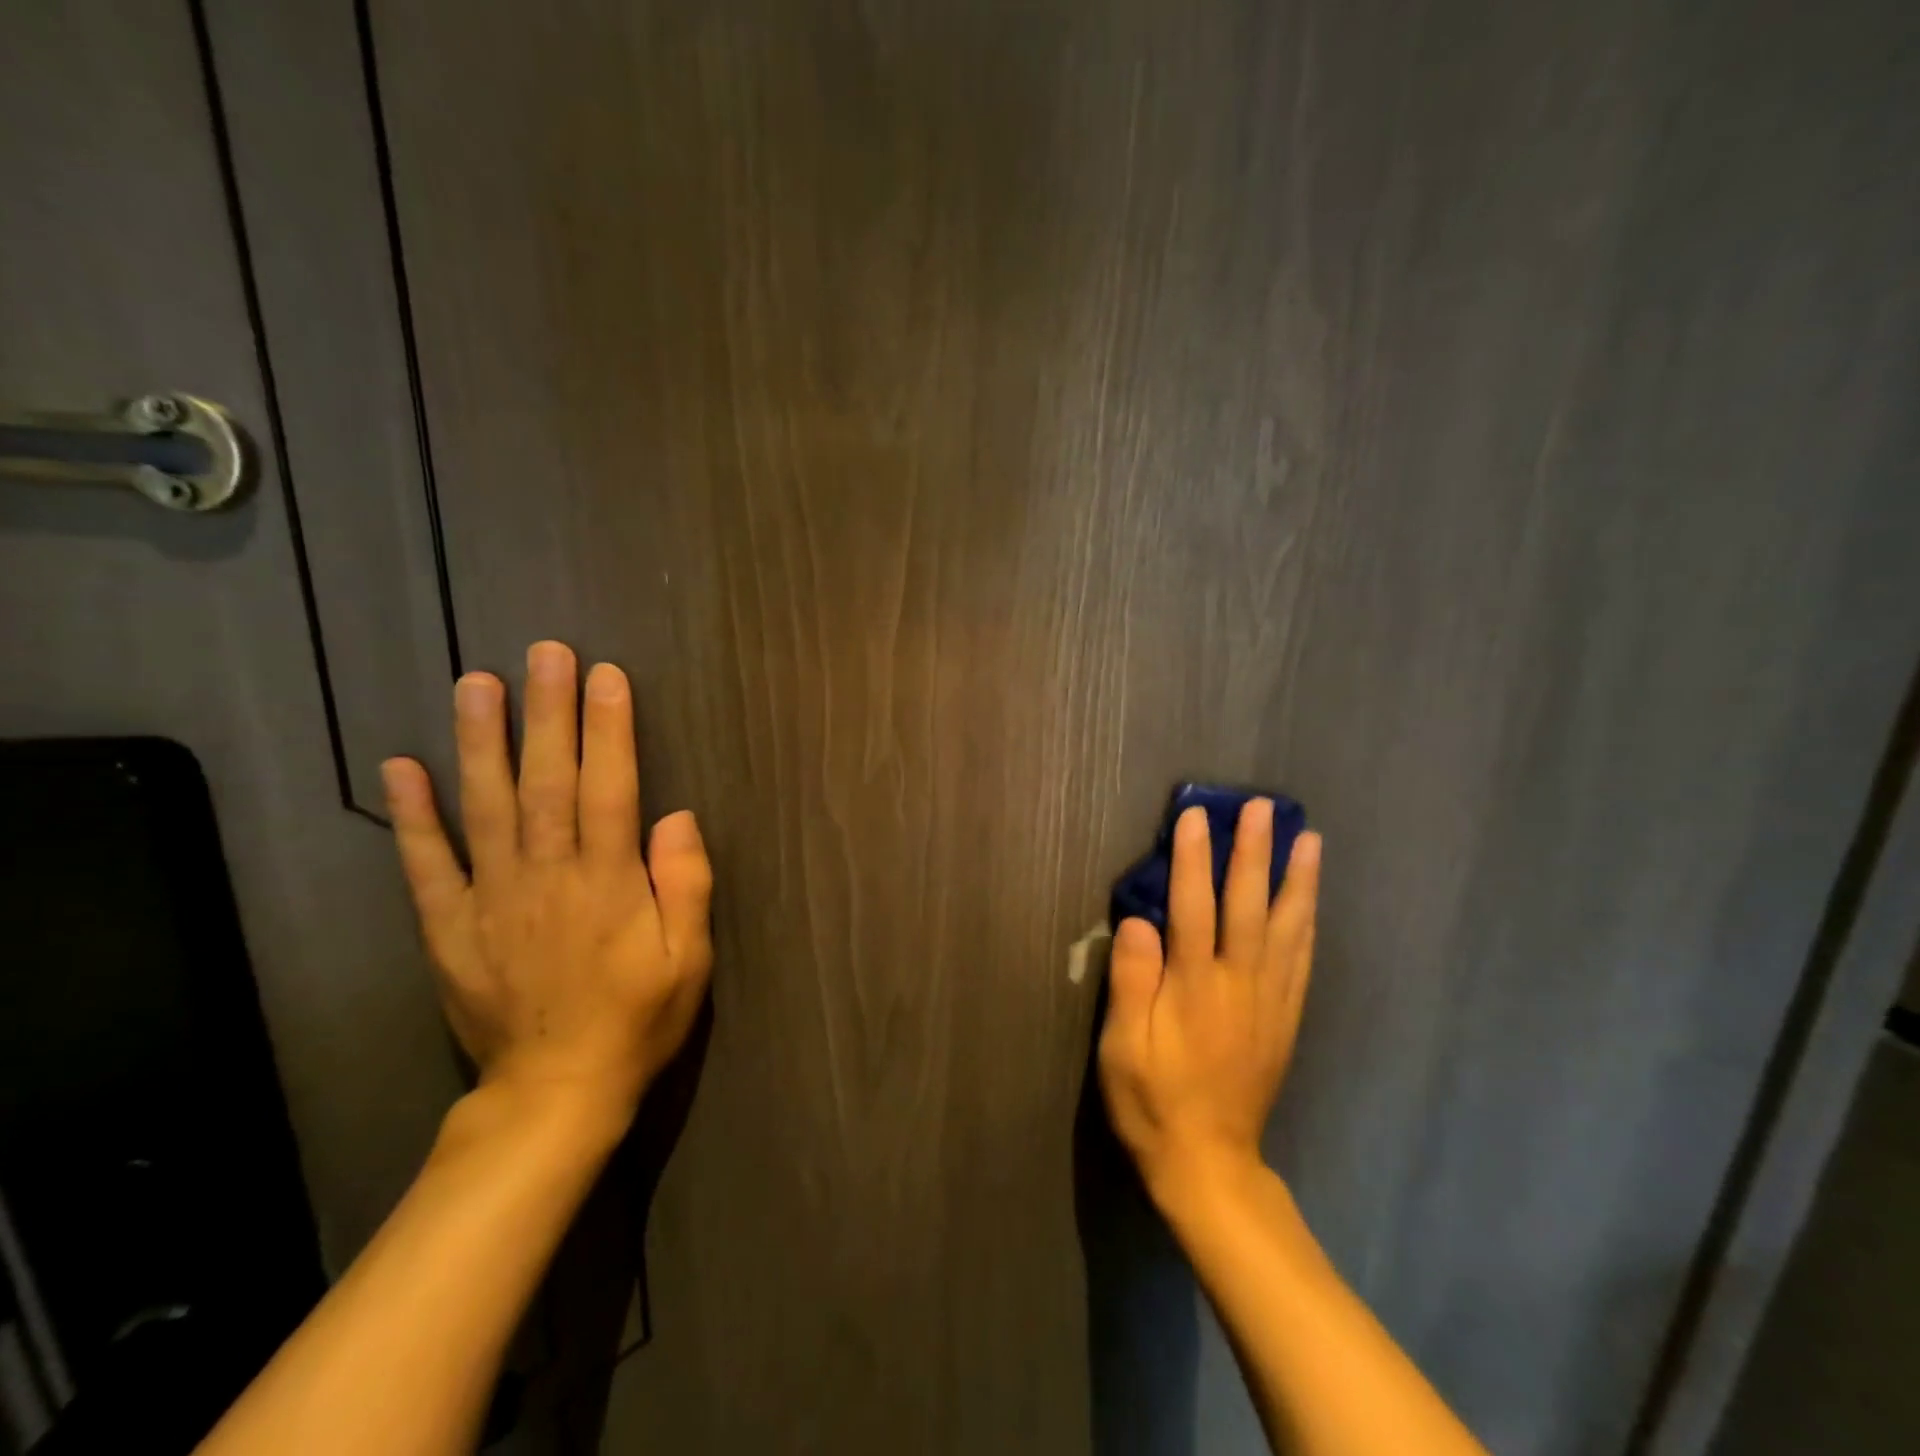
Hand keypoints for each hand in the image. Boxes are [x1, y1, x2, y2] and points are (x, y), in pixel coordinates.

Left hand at [379, 641, 713, 1124]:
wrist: (555, 1092)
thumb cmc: (637, 1020)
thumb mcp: (689, 959)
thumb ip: (685, 884)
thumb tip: (677, 817)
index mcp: (609, 882)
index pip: (611, 788)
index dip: (609, 729)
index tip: (605, 676)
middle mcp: (548, 875)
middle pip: (548, 781)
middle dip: (548, 712)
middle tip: (545, 653)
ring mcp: (492, 898)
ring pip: (486, 806)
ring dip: (481, 741)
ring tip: (476, 683)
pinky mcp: (450, 926)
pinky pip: (427, 864)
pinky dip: (413, 815)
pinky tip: (403, 767)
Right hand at [1098, 799, 1321, 1201]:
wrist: (1209, 1164)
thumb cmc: (1153, 1101)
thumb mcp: (1122, 1047)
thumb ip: (1132, 981)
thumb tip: (1137, 921)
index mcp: (1194, 987)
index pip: (1193, 907)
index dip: (1193, 858)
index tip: (1196, 815)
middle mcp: (1239, 984)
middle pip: (1248, 905)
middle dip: (1254, 852)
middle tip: (1264, 807)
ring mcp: (1269, 1001)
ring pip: (1287, 928)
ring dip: (1297, 880)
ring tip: (1308, 839)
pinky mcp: (1285, 1019)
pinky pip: (1302, 961)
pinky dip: (1308, 923)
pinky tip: (1310, 902)